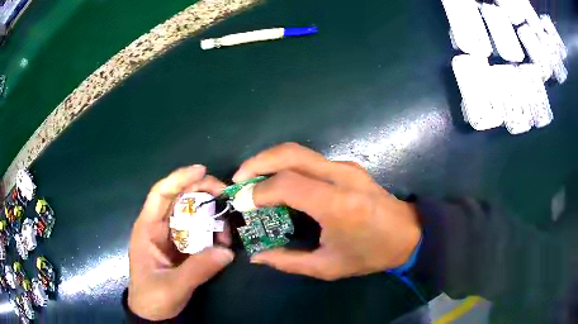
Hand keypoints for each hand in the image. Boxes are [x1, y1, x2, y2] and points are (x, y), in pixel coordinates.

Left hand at [128, 165, 233, 319]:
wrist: (153, 313)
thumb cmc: (153, 297)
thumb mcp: (173, 287)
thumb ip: (197, 270)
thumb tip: (227, 251)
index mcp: (147, 229)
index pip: (160, 194)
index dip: (179, 178)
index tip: (202, 170)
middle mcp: (158, 226)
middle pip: (178, 197)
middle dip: (201, 190)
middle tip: (225, 194)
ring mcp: (171, 236)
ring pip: (190, 212)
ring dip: (210, 213)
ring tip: (227, 224)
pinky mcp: (181, 246)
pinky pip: (198, 230)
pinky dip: (212, 230)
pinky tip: (223, 239)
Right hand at [233, 143, 421, 280]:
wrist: (409, 234)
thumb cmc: (371, 254)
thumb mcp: (328, 267)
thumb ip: (288, 262)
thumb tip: (256, 257)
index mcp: (338, 205)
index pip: (288, 184)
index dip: (259, 191)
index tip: (241, 202)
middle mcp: (341, 177)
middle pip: (290, 153)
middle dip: (258, 162)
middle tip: (239, 178)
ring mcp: (346, 167)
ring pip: (299, 151)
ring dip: (270, 160)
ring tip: (252, 178)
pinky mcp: (348, 166)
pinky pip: (310, 159)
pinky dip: (286, 164)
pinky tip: (278, 180)